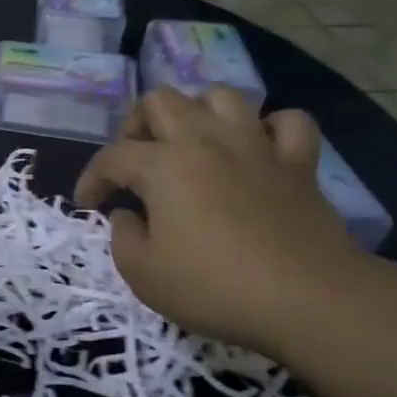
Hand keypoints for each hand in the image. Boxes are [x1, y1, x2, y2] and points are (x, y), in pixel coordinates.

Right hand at [73, 87, 359, 356]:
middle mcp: (206, 140)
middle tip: (136, 160)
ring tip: (191, 144)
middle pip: (161, 101)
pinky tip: (258, 149)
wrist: (308, 299)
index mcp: (163, 164)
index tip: (88, 205)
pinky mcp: (298, 163)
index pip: (112, 157)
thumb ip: (123, 237)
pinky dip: (269, 128)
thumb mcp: (143, 274)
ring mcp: (256, 146)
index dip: (92, 179)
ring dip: (198, 113)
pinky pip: (287, 122)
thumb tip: (128, 216)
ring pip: (221, 96)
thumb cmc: (214, 286)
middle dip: (137, 125)